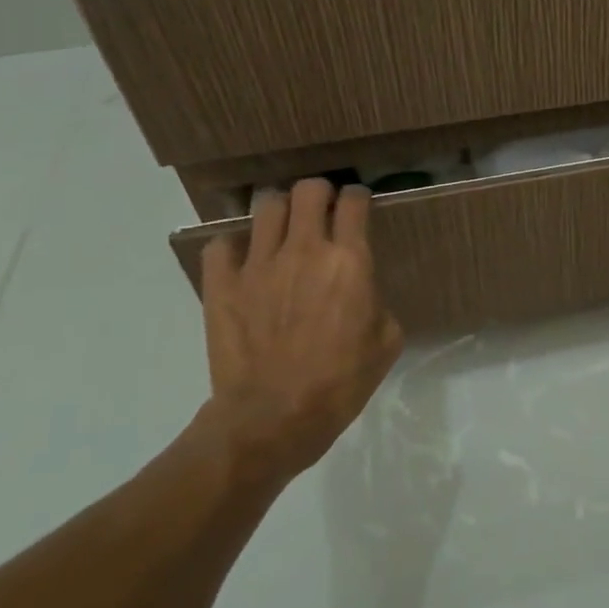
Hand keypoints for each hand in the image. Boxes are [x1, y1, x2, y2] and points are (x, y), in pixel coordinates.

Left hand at [198, 178, 403, 481]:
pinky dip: (234, 247)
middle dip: (319, 192)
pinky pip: (222, 244)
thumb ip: (377, 302)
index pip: (353, 203)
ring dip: (280, 211)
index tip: (358, 205)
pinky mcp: (222, 284)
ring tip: (283, 229)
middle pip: (308, 190)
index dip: (358, 197)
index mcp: (349, 261)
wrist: (274, 417)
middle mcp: (304, 250)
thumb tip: (363, 293)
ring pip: (266, 206)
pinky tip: (243, 262)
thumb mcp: (386, 343)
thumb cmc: (340, 382)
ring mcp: (258, 264)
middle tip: (322, 210)